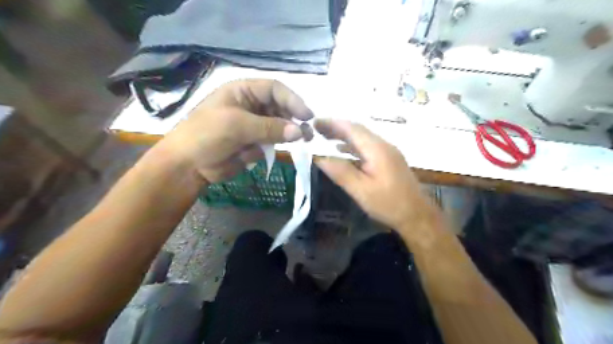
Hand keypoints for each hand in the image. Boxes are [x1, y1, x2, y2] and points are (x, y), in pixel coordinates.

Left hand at [157, 79, 313, 183]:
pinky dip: (279, 144)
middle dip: (294, 118)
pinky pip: (273, 140)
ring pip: (279, 124)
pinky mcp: (255, 142)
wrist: (188, 165)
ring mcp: (254, 124)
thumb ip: (270, 127)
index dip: (292, 100)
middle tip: (308, 133)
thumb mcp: (237, 126)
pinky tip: (285, 148)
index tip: (307, 116)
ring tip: (303, 141)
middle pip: (280, 106)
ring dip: (289, 132)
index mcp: (243, 91)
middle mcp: (251, 105)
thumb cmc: (207, 135)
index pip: (275, 89)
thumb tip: (300, 132)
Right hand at [316, 118, 435, 230]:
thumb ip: (340, 172)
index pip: (352, 128)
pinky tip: (343, 151)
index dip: (332, 124)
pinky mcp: (389, 160)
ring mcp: (388, 152)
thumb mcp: (361, 190)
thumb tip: (319, 158)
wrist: (417, 215)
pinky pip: (367, 147)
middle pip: (357, 130)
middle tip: (316, 129)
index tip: (314, 122)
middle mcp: (383, 145)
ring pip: (362, 138)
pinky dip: (352, 145)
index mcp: (377, 149)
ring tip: (325, 137)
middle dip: (336, 127)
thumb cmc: (388, 204)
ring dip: (344, 135)